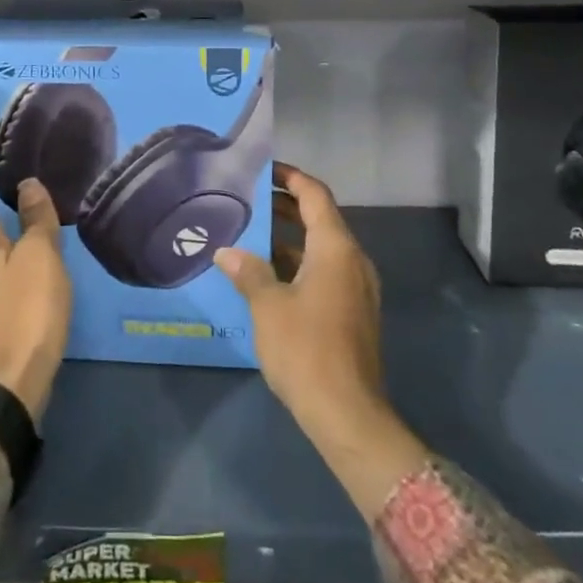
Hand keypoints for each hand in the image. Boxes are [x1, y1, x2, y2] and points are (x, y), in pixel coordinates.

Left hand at [0, 164, 71, 422]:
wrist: (9, 388)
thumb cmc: (27, 314)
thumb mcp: (40, 260)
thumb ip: (35, 223)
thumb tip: (27, 182)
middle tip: (3, 198)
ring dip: (1, 253)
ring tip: (19, 240)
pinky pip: (1, 295)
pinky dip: (10, 282)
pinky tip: (23, 287)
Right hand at [214, 162, 428, 520]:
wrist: (348, 415)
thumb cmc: (306, 349)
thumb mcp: (268, 305)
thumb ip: (248, 272)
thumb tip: (227, 252)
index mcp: (336, 248)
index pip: (315, 195)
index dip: (290, 176)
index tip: (263, 167)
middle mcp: (352, 261)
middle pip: (319, 219)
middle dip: (284, 206)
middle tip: (247, 199)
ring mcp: (355, 289)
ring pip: (320, 249)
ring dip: (288, 239)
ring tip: (248, 235)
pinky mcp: (352, 313)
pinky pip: (323, 272)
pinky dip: (297, 264)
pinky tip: (265, 277)